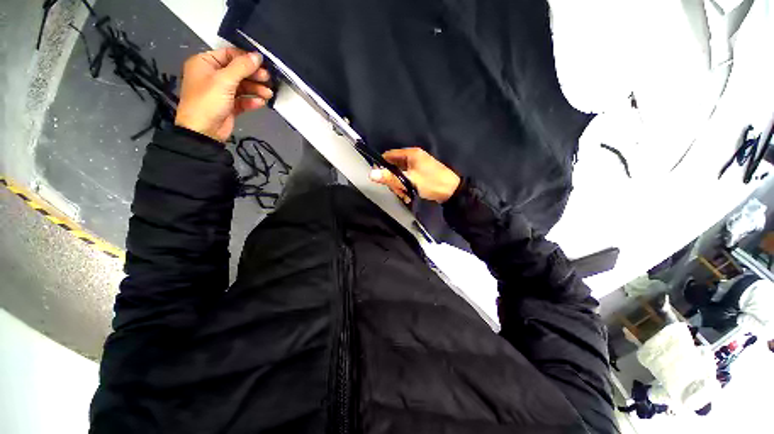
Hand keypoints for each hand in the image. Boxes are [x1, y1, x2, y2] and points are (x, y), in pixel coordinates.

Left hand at [175, 47, 272, 141]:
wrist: (203, 131)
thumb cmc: (207, 101)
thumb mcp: (224, 80)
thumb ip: (242, 67)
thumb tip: (257, 56)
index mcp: (205, 63)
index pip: (229, 55)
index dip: (245, 58)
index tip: (262, 64)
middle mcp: (212, 75)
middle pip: (238, 71)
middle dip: (254, 76)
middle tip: (268, 80)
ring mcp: (221, 91)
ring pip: (243, 86)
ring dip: (256, 89)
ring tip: (268, 94)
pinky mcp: (229, 105)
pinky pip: (243, 100)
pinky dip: (252, 101)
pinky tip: (260, 102)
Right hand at [369, 148, 460, 203]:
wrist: (452, 191)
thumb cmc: (431, 183)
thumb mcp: (409, 181)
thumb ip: (390, 177)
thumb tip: (371, 174)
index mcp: (411, 154)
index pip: (389, 155)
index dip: (382, 165)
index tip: (380, 178)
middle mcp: (413, 157)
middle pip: (394, 166)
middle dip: (393, 180)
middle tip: (397, 191)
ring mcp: (418, 166)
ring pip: (400, 174)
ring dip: (399, 186)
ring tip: (405, 195)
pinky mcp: (421, 174)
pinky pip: (407, 178)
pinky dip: (406, 186)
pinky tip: (408, 195)